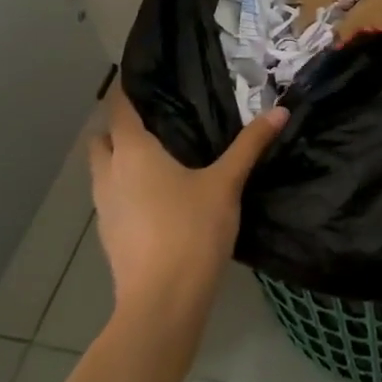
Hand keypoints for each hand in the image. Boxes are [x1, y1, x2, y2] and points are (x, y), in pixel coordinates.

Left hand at [88, 91, 288, 320]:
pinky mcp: (108, 236)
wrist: (162, 302)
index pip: (119, 108)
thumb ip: (250, 145)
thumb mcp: (226, 184)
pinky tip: (156, 197)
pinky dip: (125, 188)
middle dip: (119, 127)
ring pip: (102, 170)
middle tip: (155, 120)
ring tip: (158, 157)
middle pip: (102, 138)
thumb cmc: (191, 230)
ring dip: (120, 159)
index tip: (144, 79)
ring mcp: (103, 207)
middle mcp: (109, 173)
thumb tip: (279, 110)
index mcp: (133, 152)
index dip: (126, 90)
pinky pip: (111, 197)